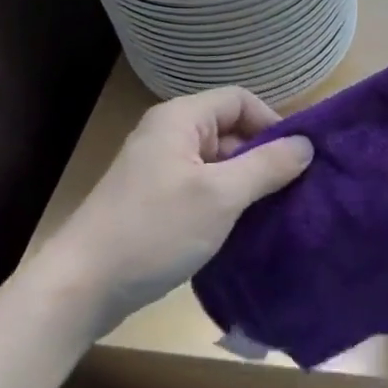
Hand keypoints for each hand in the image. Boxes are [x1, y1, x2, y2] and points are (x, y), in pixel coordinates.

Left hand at [56, 87, 312, 327]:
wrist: (81, 287)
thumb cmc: (155, 230)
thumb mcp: (221, 196)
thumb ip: (267, 165)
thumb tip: (306, 144)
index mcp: (180, 119)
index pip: (240, 100)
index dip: (272, 122)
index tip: (297, 159)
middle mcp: (168, 135)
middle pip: (230, 130)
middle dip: (263, 156)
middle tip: (292, 190)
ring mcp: (158, 169)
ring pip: (218, 163)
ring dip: (246, 183)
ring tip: (273, 212)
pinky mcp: (154, 201)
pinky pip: (202, 188)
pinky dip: (225, 202)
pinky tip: (243, 228)